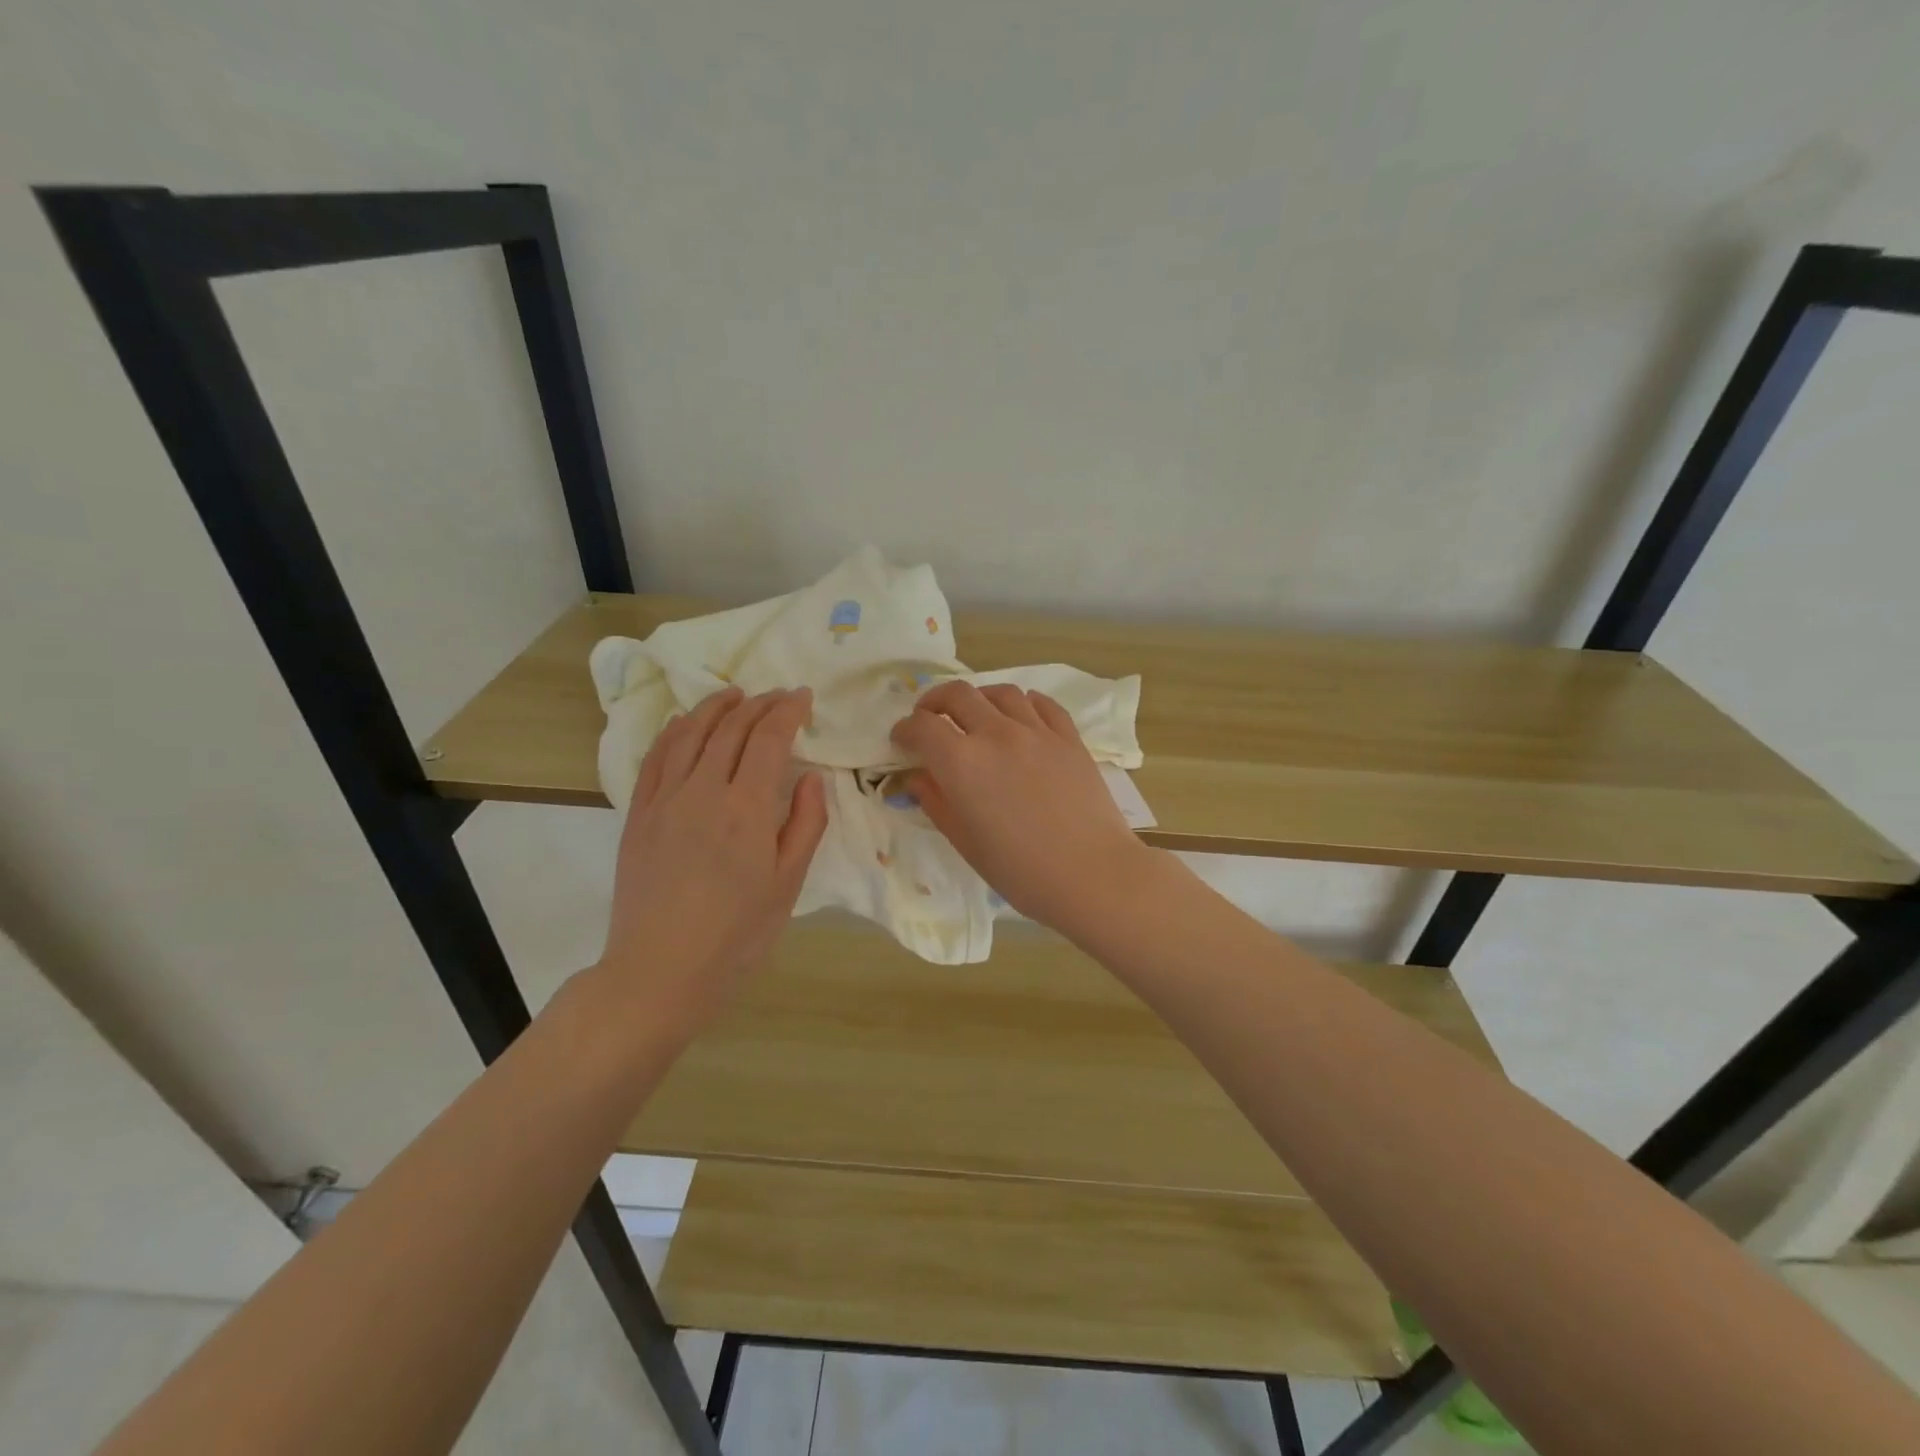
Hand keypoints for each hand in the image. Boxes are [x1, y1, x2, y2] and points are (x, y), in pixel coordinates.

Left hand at [595, 686, 827, 1039]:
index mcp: (746, 808)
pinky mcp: (638, 815)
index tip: (802, 696)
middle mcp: (703, 790)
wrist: (659, 972)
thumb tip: (810, 776)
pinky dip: (674, 731)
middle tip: (777, 695)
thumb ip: (805, 824)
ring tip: (734, 694)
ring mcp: (664, 799)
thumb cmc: (736, 935)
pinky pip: (655, 758)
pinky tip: (684, 724)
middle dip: (758, 704)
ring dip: (715, 707)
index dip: (787, 710)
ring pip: (690, 733)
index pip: (769, 738)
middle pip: (731, 728)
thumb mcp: (787, 884)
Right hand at [890, 680, 1154, 934]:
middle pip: (957, 695)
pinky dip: (1022, 704)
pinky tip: (1020, 718)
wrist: (1093, 874)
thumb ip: (936, 802)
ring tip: (975, 717)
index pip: (922, 726)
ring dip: (978, 699)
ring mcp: (1037, 731)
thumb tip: (917, 777)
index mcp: (962, 763)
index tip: (901, 741)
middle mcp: (996, 734)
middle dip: (934, 703)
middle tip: (930, 720)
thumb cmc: (1021, 871)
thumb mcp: (966, 843)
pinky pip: (1041, 704)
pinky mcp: (1069, 737)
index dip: (905, 729)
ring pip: (1000, 692)